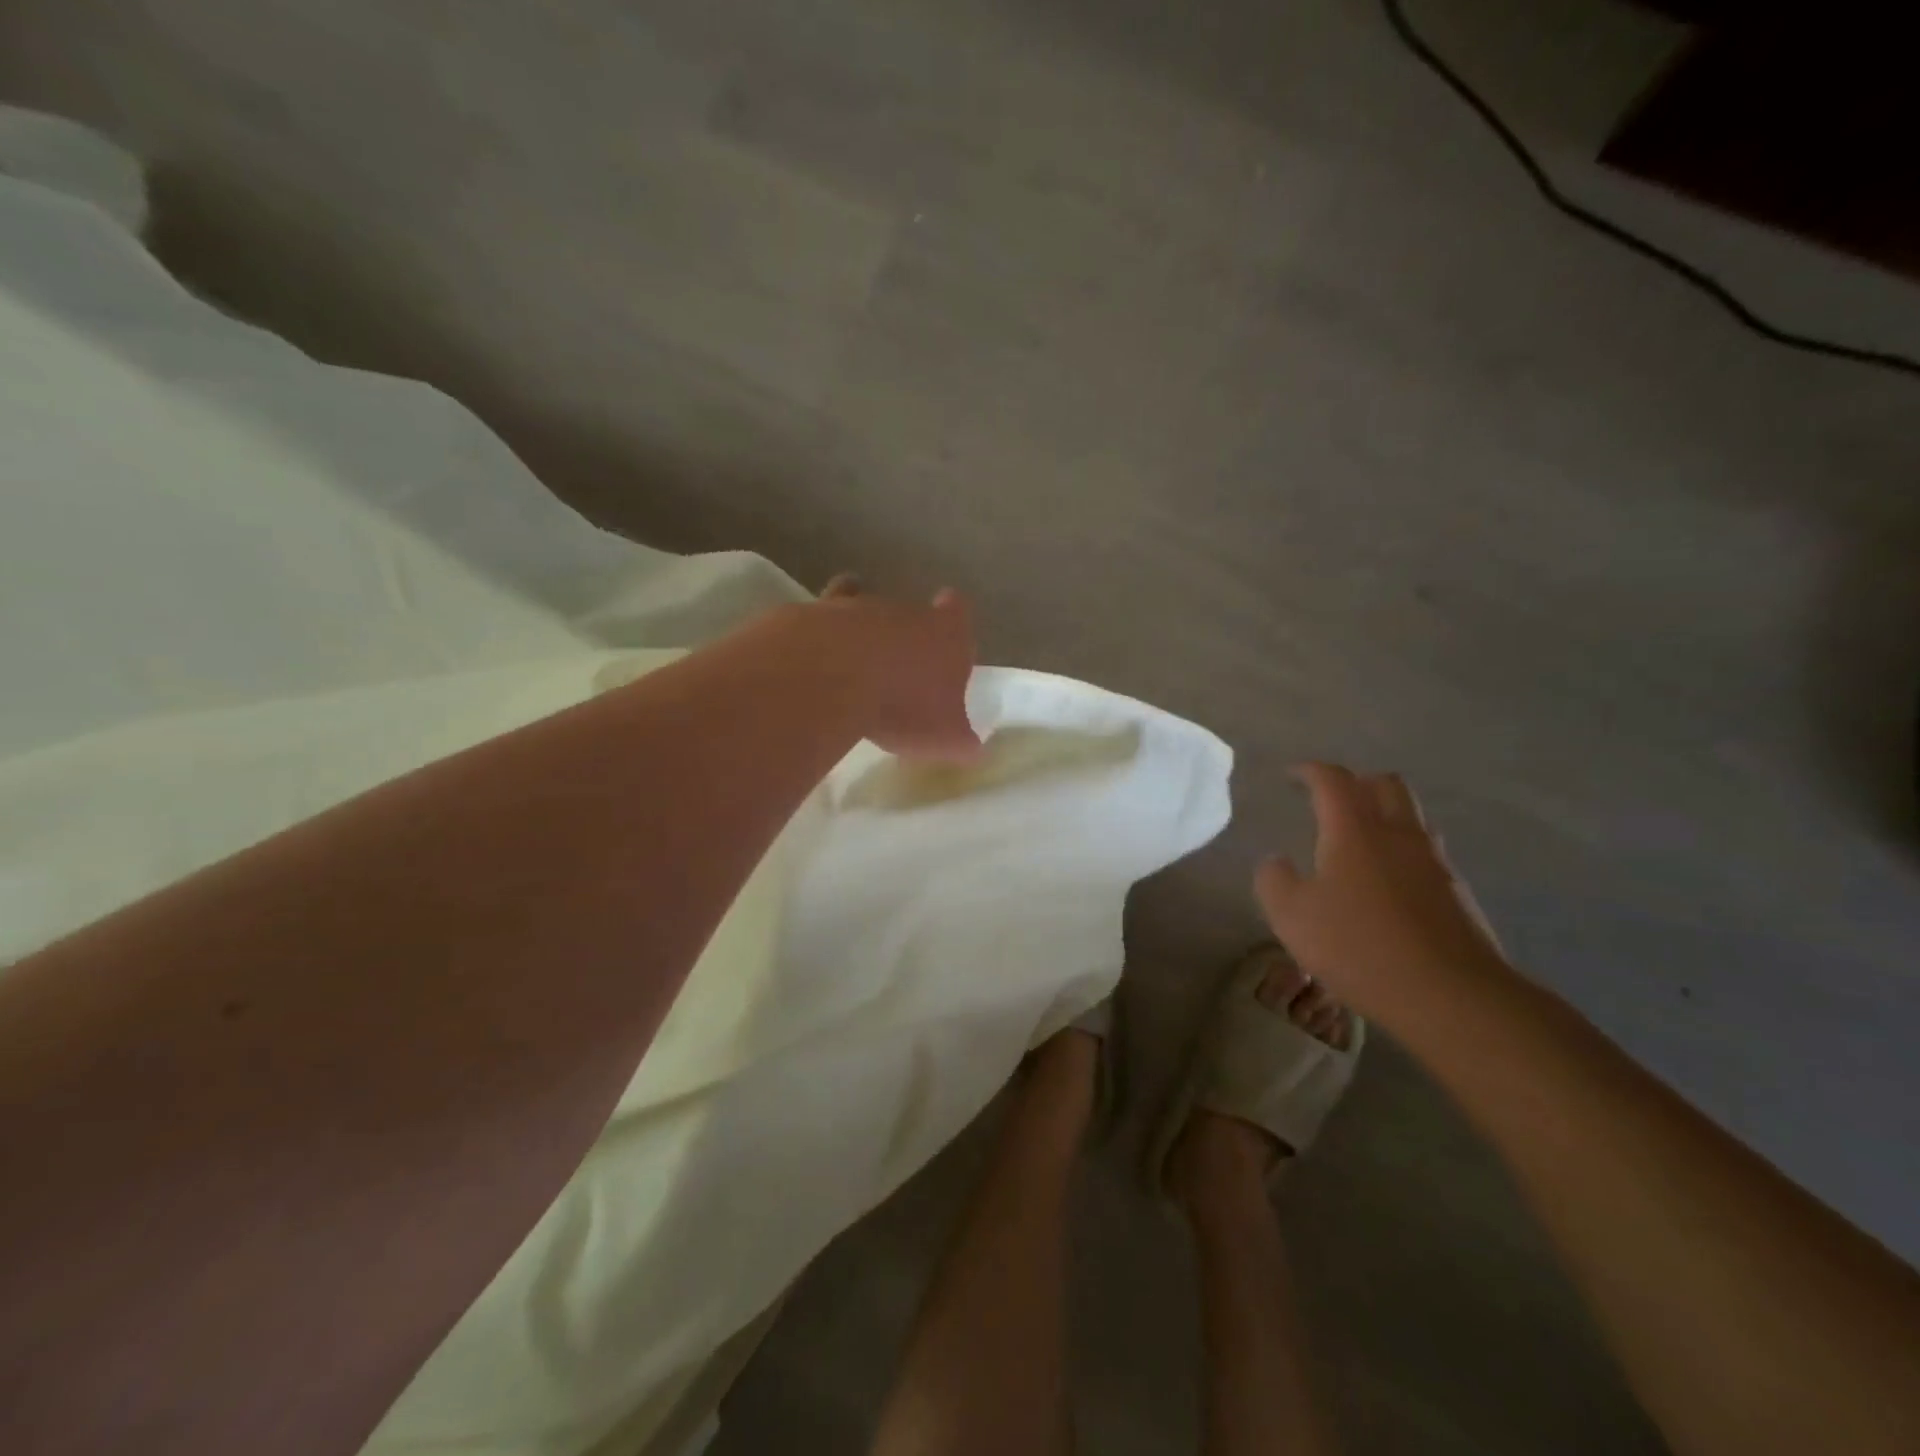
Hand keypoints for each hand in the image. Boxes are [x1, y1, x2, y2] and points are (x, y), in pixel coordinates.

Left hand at [814, 575, 981, 761]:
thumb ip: (961, 741)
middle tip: (901, 671)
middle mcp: (908, 612)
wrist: (835, 678)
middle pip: (913, 616)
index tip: (947, 633)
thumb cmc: (905, 706)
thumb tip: (972, 750)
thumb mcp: (945, 739)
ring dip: (864, 636)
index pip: (959, 612)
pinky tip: (815, 651)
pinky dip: (821, 630)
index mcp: (948, 634)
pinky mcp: (818, 613)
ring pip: (868, 612)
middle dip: (907, 637)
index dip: (954, 619)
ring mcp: (861, 608)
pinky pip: (823, 617)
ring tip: (855, 668)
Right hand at [1255, 763, 1505, 1024]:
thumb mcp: (1291, 916)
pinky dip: (1402, 851)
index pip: (1333, 780)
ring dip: (1384, 815)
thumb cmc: (1359, 948)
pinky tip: (1387, 884)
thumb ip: (1274, 880)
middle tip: (1331, 801)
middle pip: (1385, 785)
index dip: (1310, 771)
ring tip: (1359, 840)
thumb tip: (1276, 861)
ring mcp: (1435, 862)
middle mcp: (1398, 834)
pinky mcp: (1457, 893)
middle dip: (1356, 783)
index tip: (1292, 776)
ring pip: (1412, 817)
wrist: (1452, 996)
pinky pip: (1426, 853)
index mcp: (1354, 830)